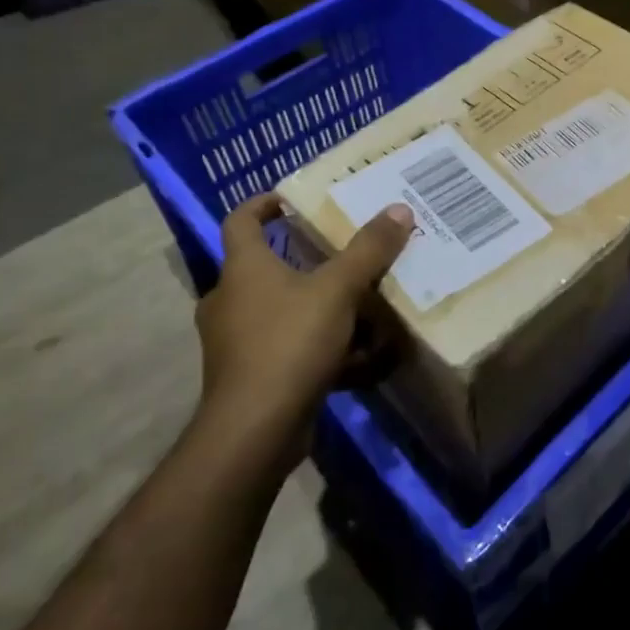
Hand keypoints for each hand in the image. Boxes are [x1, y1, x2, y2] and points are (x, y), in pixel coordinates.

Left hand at [193, 193, 413, 456]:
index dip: (261, 204)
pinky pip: (285, 348)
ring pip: (277, 311)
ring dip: (313, 306)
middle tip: (338, 254)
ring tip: (355, 305)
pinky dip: (315, 347)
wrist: (255, 431)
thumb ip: (369, 250)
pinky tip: (355, 357)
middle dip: (301, 260)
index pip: (240, 221)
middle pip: (262, 267)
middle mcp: (229, 300)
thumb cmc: (289, 343)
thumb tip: (399, 209)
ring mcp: (234, 342)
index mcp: (243, 268)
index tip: (288, 199)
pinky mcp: (247, 377)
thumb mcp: (338, 290)